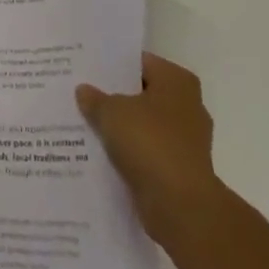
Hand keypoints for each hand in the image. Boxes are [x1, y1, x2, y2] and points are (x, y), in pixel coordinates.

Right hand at [77, 53, 221, 249]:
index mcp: (177, 81)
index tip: (86, 69)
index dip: (112, 65)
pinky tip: (100, 152)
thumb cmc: (150, 143)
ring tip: (85, 123)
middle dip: (115, 97)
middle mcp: (187, 106)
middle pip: (142, 94)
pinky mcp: (179, 169)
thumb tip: (84, 90)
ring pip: (143, 125)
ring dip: (120, 128)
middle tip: (81, 94)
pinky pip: (147, 152)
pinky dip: (128, 153)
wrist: (180, 206)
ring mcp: (186, 140)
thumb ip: (95, 98)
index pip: (140, 62)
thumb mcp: (111, 112)